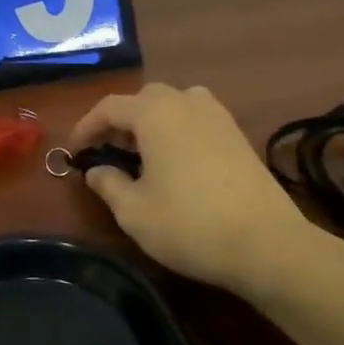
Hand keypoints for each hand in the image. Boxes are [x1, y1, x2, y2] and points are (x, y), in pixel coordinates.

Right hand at [69, 84, 329, 293]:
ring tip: (143, 153)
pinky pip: (197, 118)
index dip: (86, 127)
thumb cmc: (190, 224)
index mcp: (154, 113)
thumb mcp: (134, 212)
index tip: (75, 152)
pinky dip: (178, 130)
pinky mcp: (238, 135)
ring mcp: (217, 116)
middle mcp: (185, 102)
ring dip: (152, 122)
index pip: (108, 107)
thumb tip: (96, 170)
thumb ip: (108, 184)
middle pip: (143, 99)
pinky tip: (177, 162)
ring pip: (173, 104)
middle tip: (108, 151)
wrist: (268, 245)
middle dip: (120, 121)